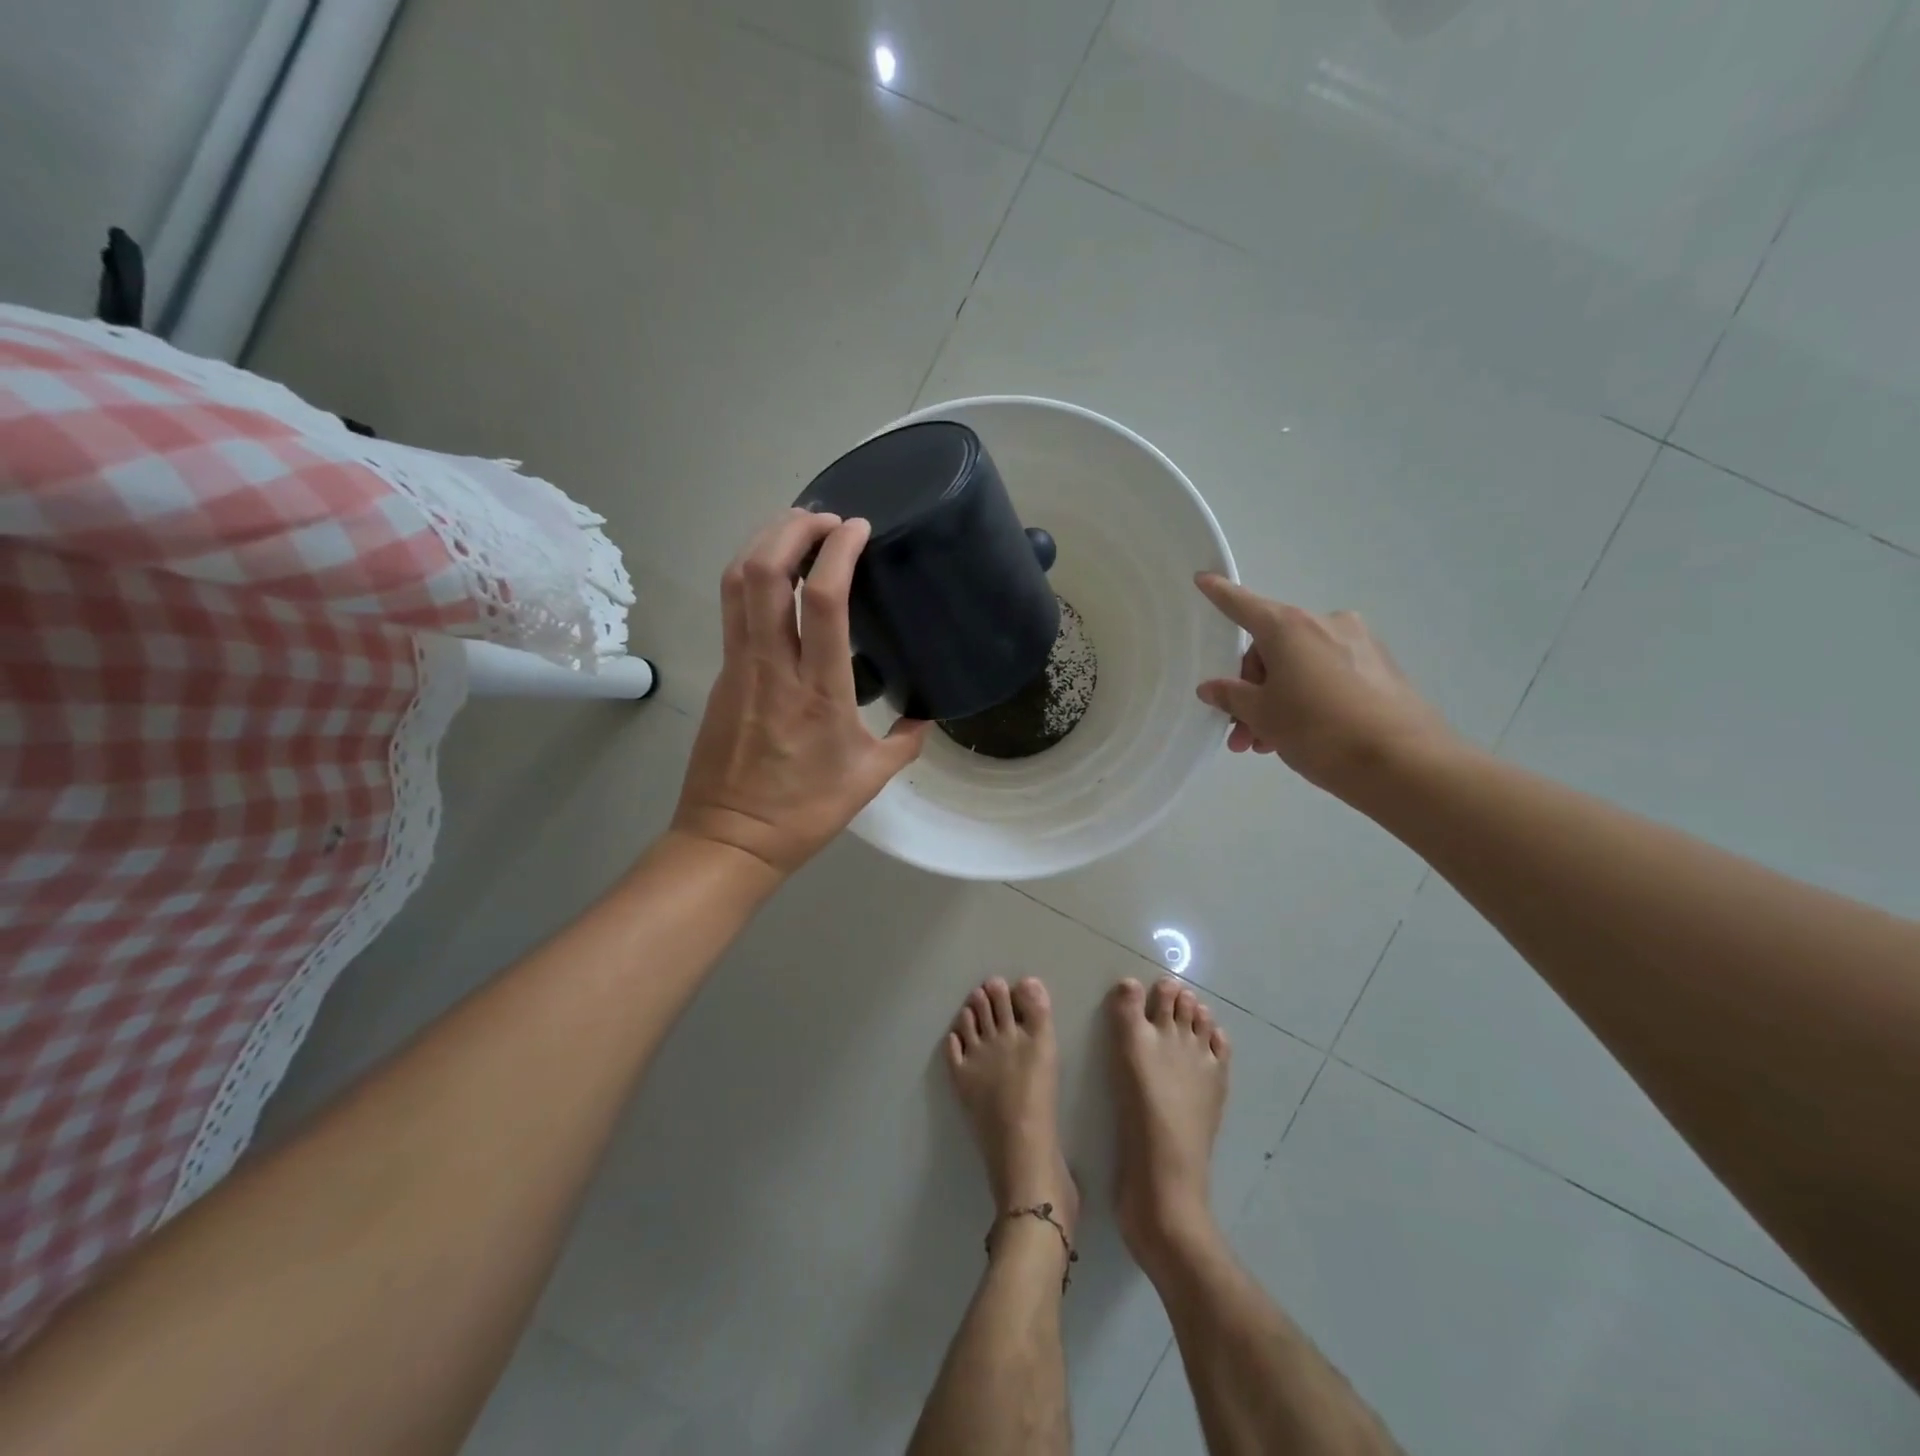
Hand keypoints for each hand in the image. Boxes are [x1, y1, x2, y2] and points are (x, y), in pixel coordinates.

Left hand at [673, 509, 931, 876]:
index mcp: (818, 691)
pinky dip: (752, 575)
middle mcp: (772, 667)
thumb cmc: (805, 812)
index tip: (858, 528)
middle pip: (765, 572)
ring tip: (796, 529)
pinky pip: (732, 608)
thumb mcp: (870, 779)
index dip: (839, 551)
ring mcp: (738, 667)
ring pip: (737, 583)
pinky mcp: (721, 674)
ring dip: (764, 542)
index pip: (824, 601)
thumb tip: (924, 717)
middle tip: (824, 517)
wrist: (729, 839)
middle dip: (791, 528)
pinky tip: (775, 576)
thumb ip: (904, 742)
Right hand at [1193, 574, 1454, 796]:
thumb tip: (1213, 687)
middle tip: (1239, 731)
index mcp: (1290, 628)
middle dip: (1251, 688)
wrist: (1404, 763)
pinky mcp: (1380, 669)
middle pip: (1271, 648)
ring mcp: (1358, 644)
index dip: (1220, 594)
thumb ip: (1232, 696)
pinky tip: (1299, 736)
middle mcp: (1325, 624)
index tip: (1202, 578)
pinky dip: (1306, 698)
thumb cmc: (1318, 731)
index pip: (1243, 605)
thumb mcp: (1263, 716)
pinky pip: (1327, 676)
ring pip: (1299, 666)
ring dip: (1276, 701)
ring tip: (1265, 744)